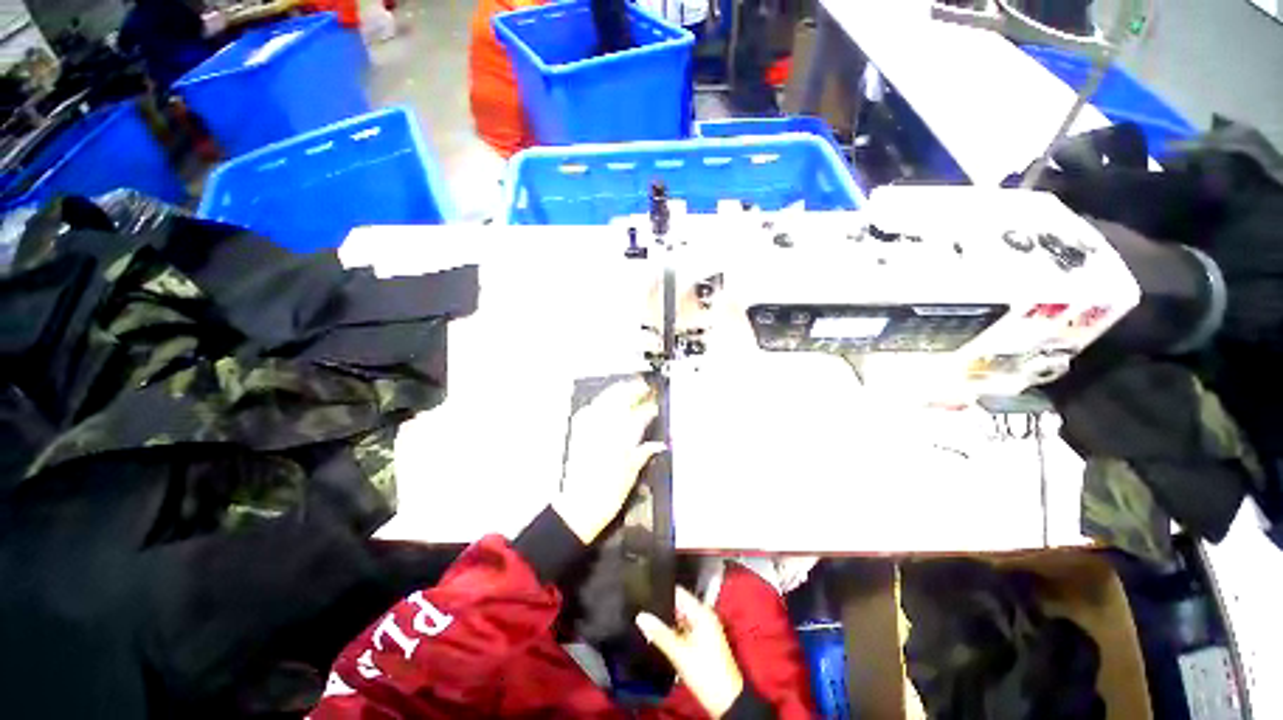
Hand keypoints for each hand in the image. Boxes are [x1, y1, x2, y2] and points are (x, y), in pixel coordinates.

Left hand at [553, 378, 662, 544]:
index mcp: (623, 437)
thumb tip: (658, 445)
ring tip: (627, 388)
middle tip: (643, 386)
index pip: (640, 414)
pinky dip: (600, 402)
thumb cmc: (608, 493)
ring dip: (617, 391)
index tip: (655, 405)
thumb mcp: (632, 473)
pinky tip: (604, 403)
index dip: (650, 407)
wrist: (579, 506)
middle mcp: (606, 427)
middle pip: (621, 398)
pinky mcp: (578, 432)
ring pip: (605, 399)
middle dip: (633, 389)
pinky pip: (590, 408)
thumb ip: (644, 452)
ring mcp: (590, 427)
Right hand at [636, 587, 744, 718]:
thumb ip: (659, 633)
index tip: (644, 592)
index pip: (678, 592)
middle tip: (641, 609)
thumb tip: (640, 616)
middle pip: (679, 605)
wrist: (726, 701)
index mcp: (701, 612)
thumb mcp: (679, 653)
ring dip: (667, 622)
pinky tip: (659, 636)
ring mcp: (704, 628)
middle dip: (662, 608)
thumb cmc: (705, 671)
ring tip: (646, 621)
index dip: (662, 591)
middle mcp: (704, 615)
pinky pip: (684, 629)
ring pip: (680, 618)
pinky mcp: (703, 641)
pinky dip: (673, 632)